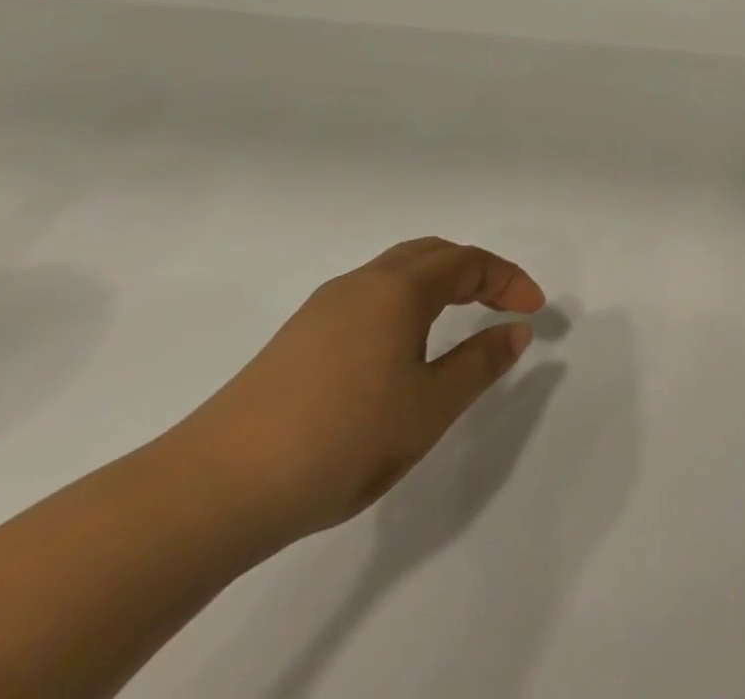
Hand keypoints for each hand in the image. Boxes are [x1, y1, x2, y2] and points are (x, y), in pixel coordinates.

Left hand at [169, 238, 545, 543]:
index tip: (534, 311)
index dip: (509, 279)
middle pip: (432, 253)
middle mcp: (362, 283)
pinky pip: (368, 296)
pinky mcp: (296, 338)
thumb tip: (516, 331)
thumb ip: (481, 363)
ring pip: (396, 272)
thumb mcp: (429, 407)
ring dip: (438, 283)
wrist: (211, 491)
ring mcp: (323, 309)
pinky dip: (404, 302)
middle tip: (501, 304)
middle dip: (476, 271)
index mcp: (399, 289)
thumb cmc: (340, 440)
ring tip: (458, 320)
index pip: (470, 262)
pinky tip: (399, 347)